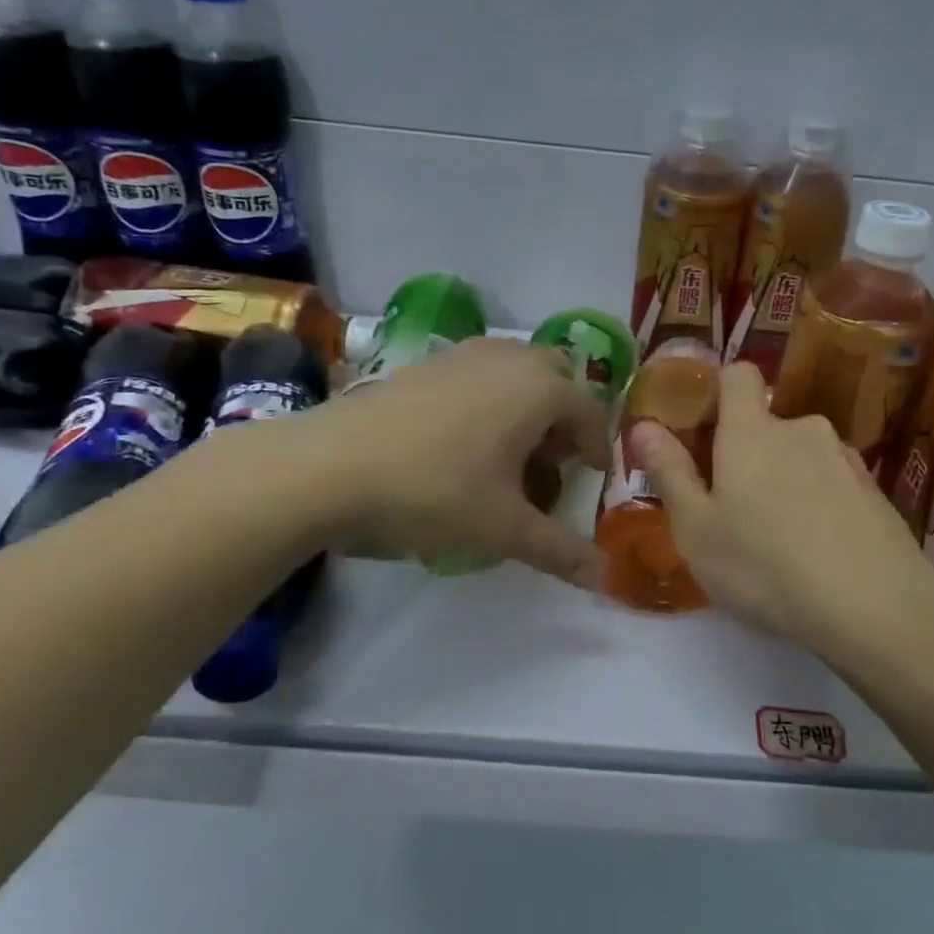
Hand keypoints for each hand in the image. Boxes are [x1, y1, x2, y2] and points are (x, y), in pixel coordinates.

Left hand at [291, 336, 610, 585]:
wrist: (328, 466)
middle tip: (551, 461)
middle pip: (557, 378)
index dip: (597, 447)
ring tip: (508, 453)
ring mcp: (463, 355)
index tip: (592, 478)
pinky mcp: (425, 363)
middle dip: (564, 416)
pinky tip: (461, 442)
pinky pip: (479, 373)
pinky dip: (490, 399)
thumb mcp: (503, 528)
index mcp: (539, 389)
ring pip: (516, 370)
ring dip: (527, 404)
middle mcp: (508, 360)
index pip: (590, 412)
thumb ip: (560, 551)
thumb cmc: (433, 491)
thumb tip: (605, 578)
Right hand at [632, 363, 933, 658]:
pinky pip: (834, 482)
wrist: (876, 604)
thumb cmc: (765, 565)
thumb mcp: (697, 528)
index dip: (717, 390)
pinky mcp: (875, 489)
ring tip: (781, 538)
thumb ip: (669, 471)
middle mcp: (801, 429)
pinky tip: (820, 550)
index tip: (703, 430)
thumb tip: (644, 425)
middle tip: (735, 509)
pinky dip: (821, 502)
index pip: (736, 374)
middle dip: (748, 454)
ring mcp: (845, 457)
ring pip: (801, 455)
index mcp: (751, 431)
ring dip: (787, 479)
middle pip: (766, 424)